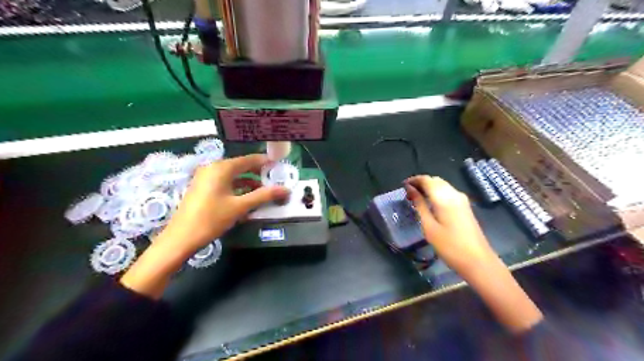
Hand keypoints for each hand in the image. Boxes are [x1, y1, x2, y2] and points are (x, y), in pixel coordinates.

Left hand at [120, 154, 289, 296]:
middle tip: (274, 181)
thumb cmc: (212, 219)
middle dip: (258, 174)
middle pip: (241, 166)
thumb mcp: (240, 207)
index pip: (249, 159)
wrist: (181, 238)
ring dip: (248, 182)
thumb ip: (263, 195)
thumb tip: (286, 189)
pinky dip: (237, 187)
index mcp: (222, 168)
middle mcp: (213, 168)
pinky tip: (247, 198)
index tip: (280, 168)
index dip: (265, 163)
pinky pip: (225, 182)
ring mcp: (205, 177)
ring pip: (233, 176)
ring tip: (264, 192)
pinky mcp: (202, 187)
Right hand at [405, 176, 493, 277]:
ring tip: (416, 198)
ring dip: (429, 187)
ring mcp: (462, 200)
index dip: (414, 180)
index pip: (427, 180)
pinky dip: (437, 192)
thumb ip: (419, 205)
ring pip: (442, 185)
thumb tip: (410, 189)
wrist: (478, 261)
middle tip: (408, 193)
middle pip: (435, 180)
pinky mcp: (465, 206)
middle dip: (421, 183)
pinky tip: (430, 203)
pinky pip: (448, 192)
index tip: (402, 186)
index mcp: (444, 198)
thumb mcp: (429, 227)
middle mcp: (454, 194)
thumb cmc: (449, 246)